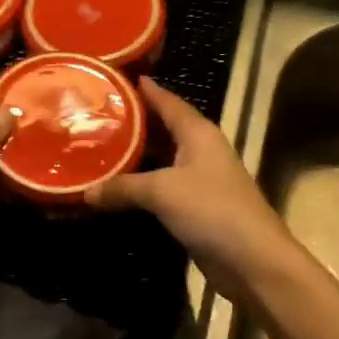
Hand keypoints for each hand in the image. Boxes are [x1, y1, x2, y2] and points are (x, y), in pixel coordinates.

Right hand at [86, 78, 300, 299]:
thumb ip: (123, 187)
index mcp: (198, 133)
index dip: (147, 90)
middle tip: (96, 116)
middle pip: (164, 129)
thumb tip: (86, 191)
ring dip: (136, 157)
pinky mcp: (197, 209)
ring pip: (162, 160)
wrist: (252, 260)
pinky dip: (141, 186)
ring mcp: (201, 181)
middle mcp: (201, 151)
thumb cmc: (211, 210)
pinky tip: (118, 189)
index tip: (119, 78)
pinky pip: (163, 189)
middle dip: (134, 123)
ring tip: (100, 148)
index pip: (169, 102)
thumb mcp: (162, 191)